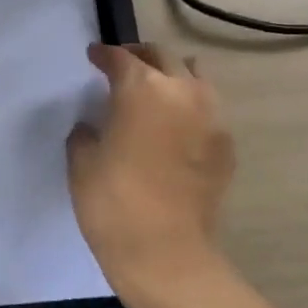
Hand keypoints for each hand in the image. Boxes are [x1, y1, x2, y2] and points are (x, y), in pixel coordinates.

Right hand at [66, 43, 236, 307]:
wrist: (165, 253)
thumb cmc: (111, 203)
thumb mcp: (81, 162)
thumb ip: (87, 133)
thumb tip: (95, 126)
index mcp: (142, 90)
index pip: (122, 58)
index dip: (104, 54)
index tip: (93, 56)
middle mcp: (183, 93)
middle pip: (164, 58)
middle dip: (140, 56)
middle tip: (122, 65)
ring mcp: (212, 119)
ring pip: (195, 79)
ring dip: (172, 77)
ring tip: (155, 90)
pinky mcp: (226, 147)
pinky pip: (207, 112)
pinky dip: (189, 108)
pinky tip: (174, 128)